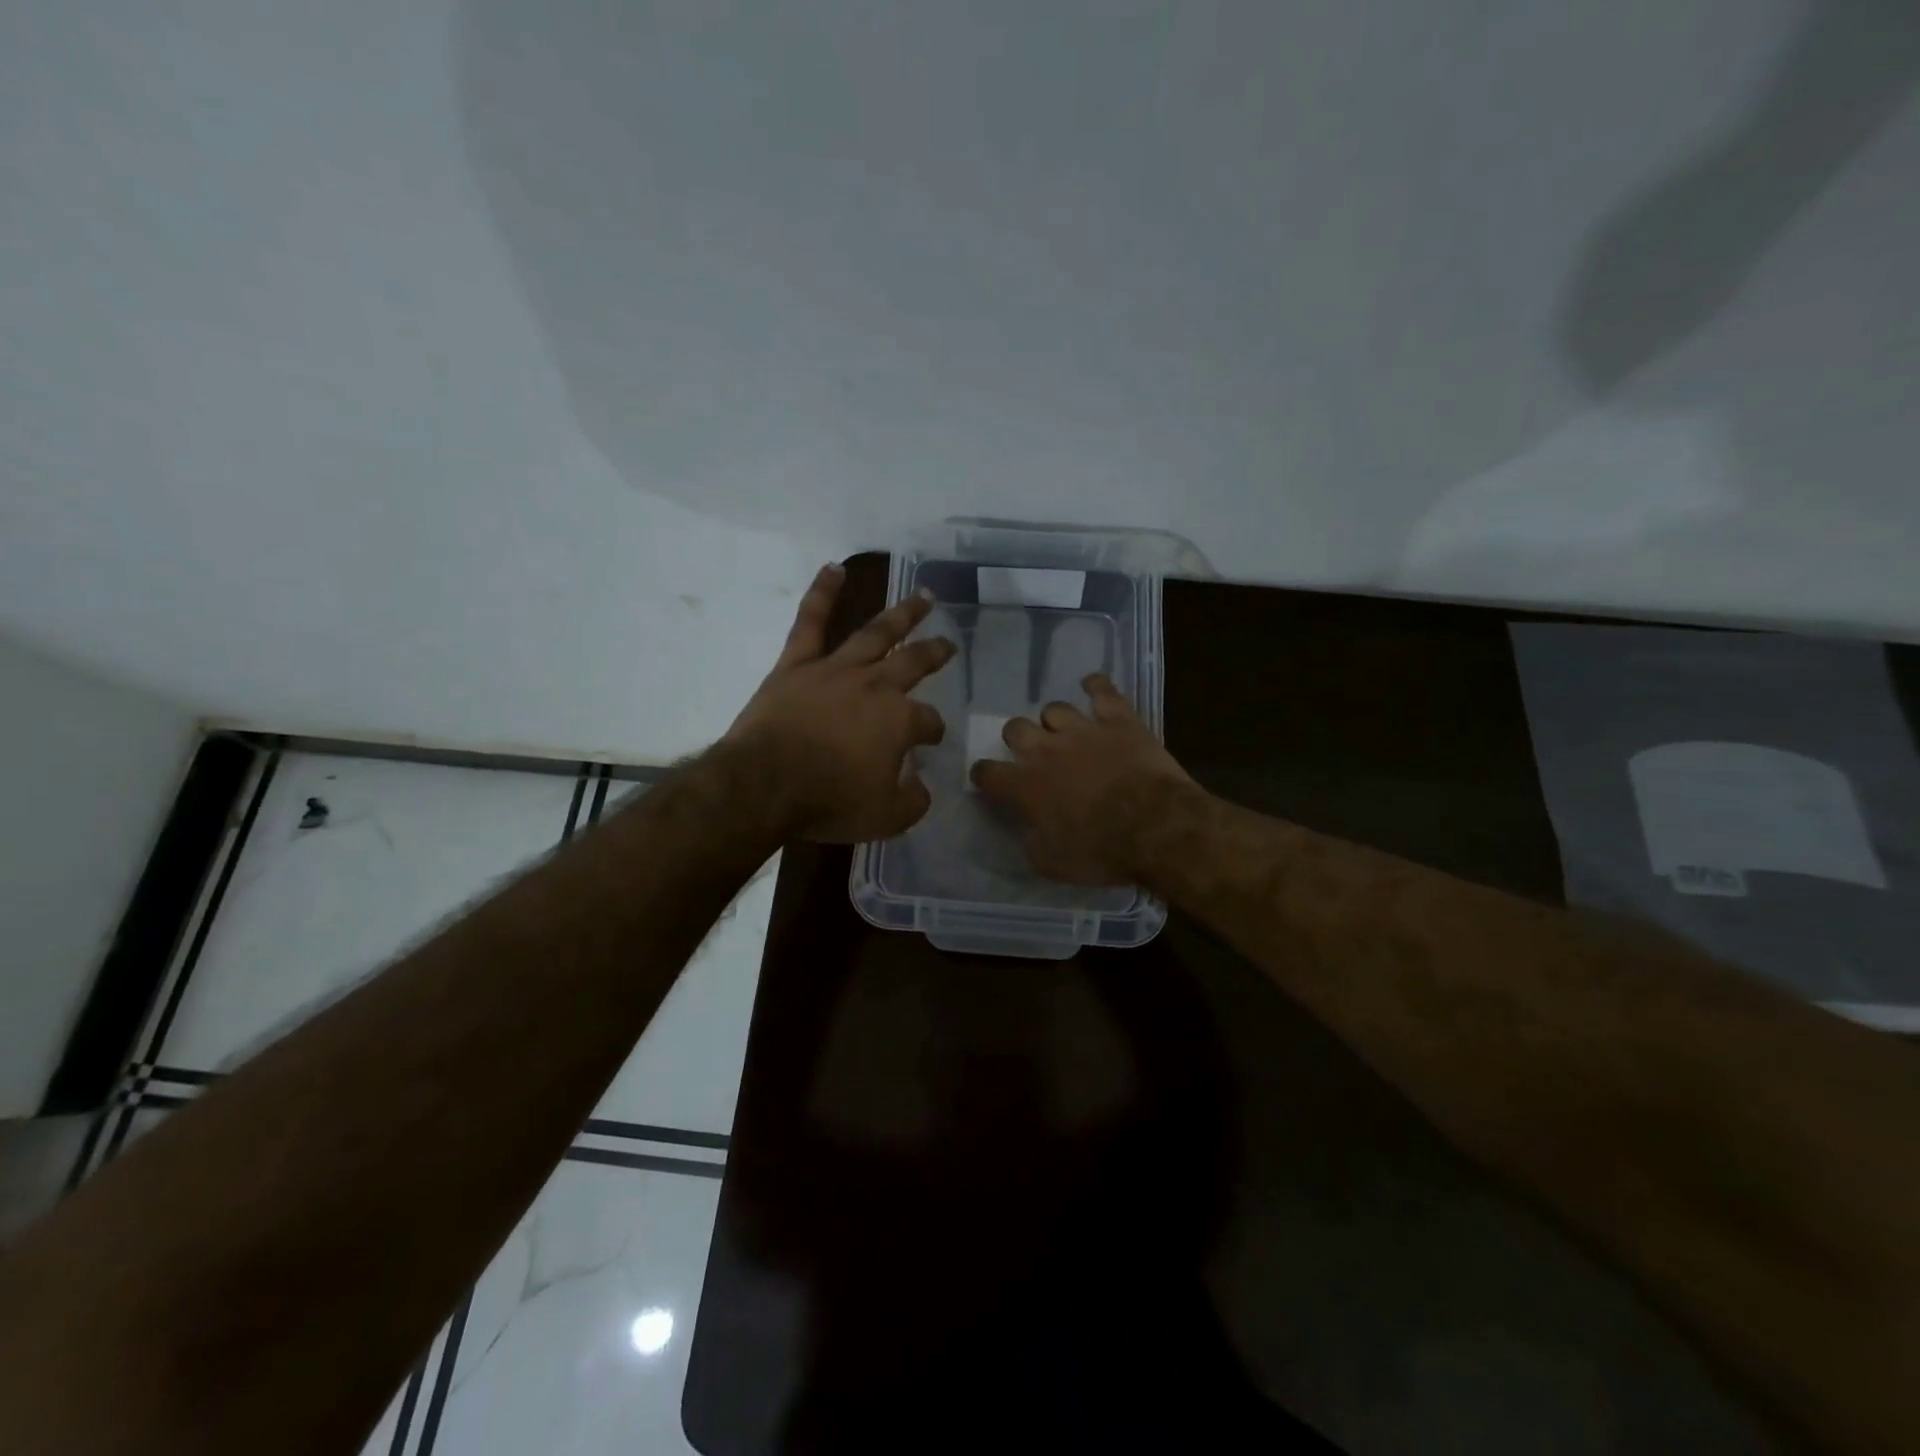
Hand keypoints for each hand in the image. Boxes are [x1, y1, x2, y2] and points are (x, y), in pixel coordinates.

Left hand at [724, 563, 954, 842]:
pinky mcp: (797, 665)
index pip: (928, 721)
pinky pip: (811, 622)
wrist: (764, 785)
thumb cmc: (828, 801)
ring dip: (902, 614)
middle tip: (948, 644)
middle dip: (935, 653)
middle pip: (913, 663)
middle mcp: (875, 686)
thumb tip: (921, 786)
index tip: (929, 743)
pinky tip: (835, 568)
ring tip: (923, 597)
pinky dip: (822, 593)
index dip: (932, 732)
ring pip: (875, 633)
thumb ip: (913, 800)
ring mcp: (835, 670)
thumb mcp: (886, 817)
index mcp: (900, 720)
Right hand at [970, 674, 1194, 883]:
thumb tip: (1028, 833)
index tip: (988, 780)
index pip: (987, 772)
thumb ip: (1032, 843)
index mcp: (1025, 785)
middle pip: (1015, 728)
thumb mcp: (1052, 864)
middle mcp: (1046, 749)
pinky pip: (1102, 690)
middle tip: (1032, 755)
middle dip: (1019, 740)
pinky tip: (1094, 688)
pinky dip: (1096, 687)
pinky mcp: (1118, 720)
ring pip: (1055, 709)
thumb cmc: (1101, 852)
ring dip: (1056, 722)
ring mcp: (1083, 729)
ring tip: (1066, 733)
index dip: (984, 775)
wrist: (1156, 827)